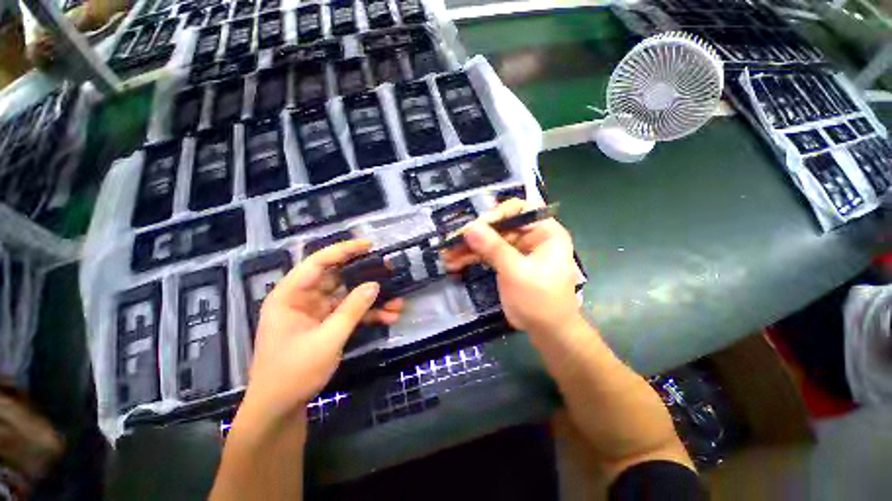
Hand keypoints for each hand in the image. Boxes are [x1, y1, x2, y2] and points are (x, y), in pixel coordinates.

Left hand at [242, 240, 403, 423]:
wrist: (280, 409)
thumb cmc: (293, 373)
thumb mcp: (326, 340)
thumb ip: (352, 310)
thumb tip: (374, 285)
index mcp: (290, 296)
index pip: (317, 263)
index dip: (343, 250)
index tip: (369, 245)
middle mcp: (302, 299)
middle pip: (337, 278)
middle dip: (365, 276)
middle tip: (389, 271)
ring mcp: (316, 312)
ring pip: (348, 296)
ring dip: (372, 299)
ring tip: (397, 301)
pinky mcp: (326, 324)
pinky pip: (349, 312)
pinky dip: (368, 314)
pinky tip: (388, 317)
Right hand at [442, 199, 580, 335]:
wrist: (548, 332)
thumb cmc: (540, 300)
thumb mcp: (516, 272)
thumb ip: (493, 248)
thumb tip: (469, 227)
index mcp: (544, 231)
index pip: (517, 210)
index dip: (494, 216)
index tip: (473, 228)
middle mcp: (530, 236)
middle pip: (498, 226)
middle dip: (473, 236)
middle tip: (450, 243)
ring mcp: (517, 249)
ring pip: (489, 241)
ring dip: (467, 248)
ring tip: (446, 256)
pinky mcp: (507, 262)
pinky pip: (487, 255)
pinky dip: (471, 259)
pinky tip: (453, 264)